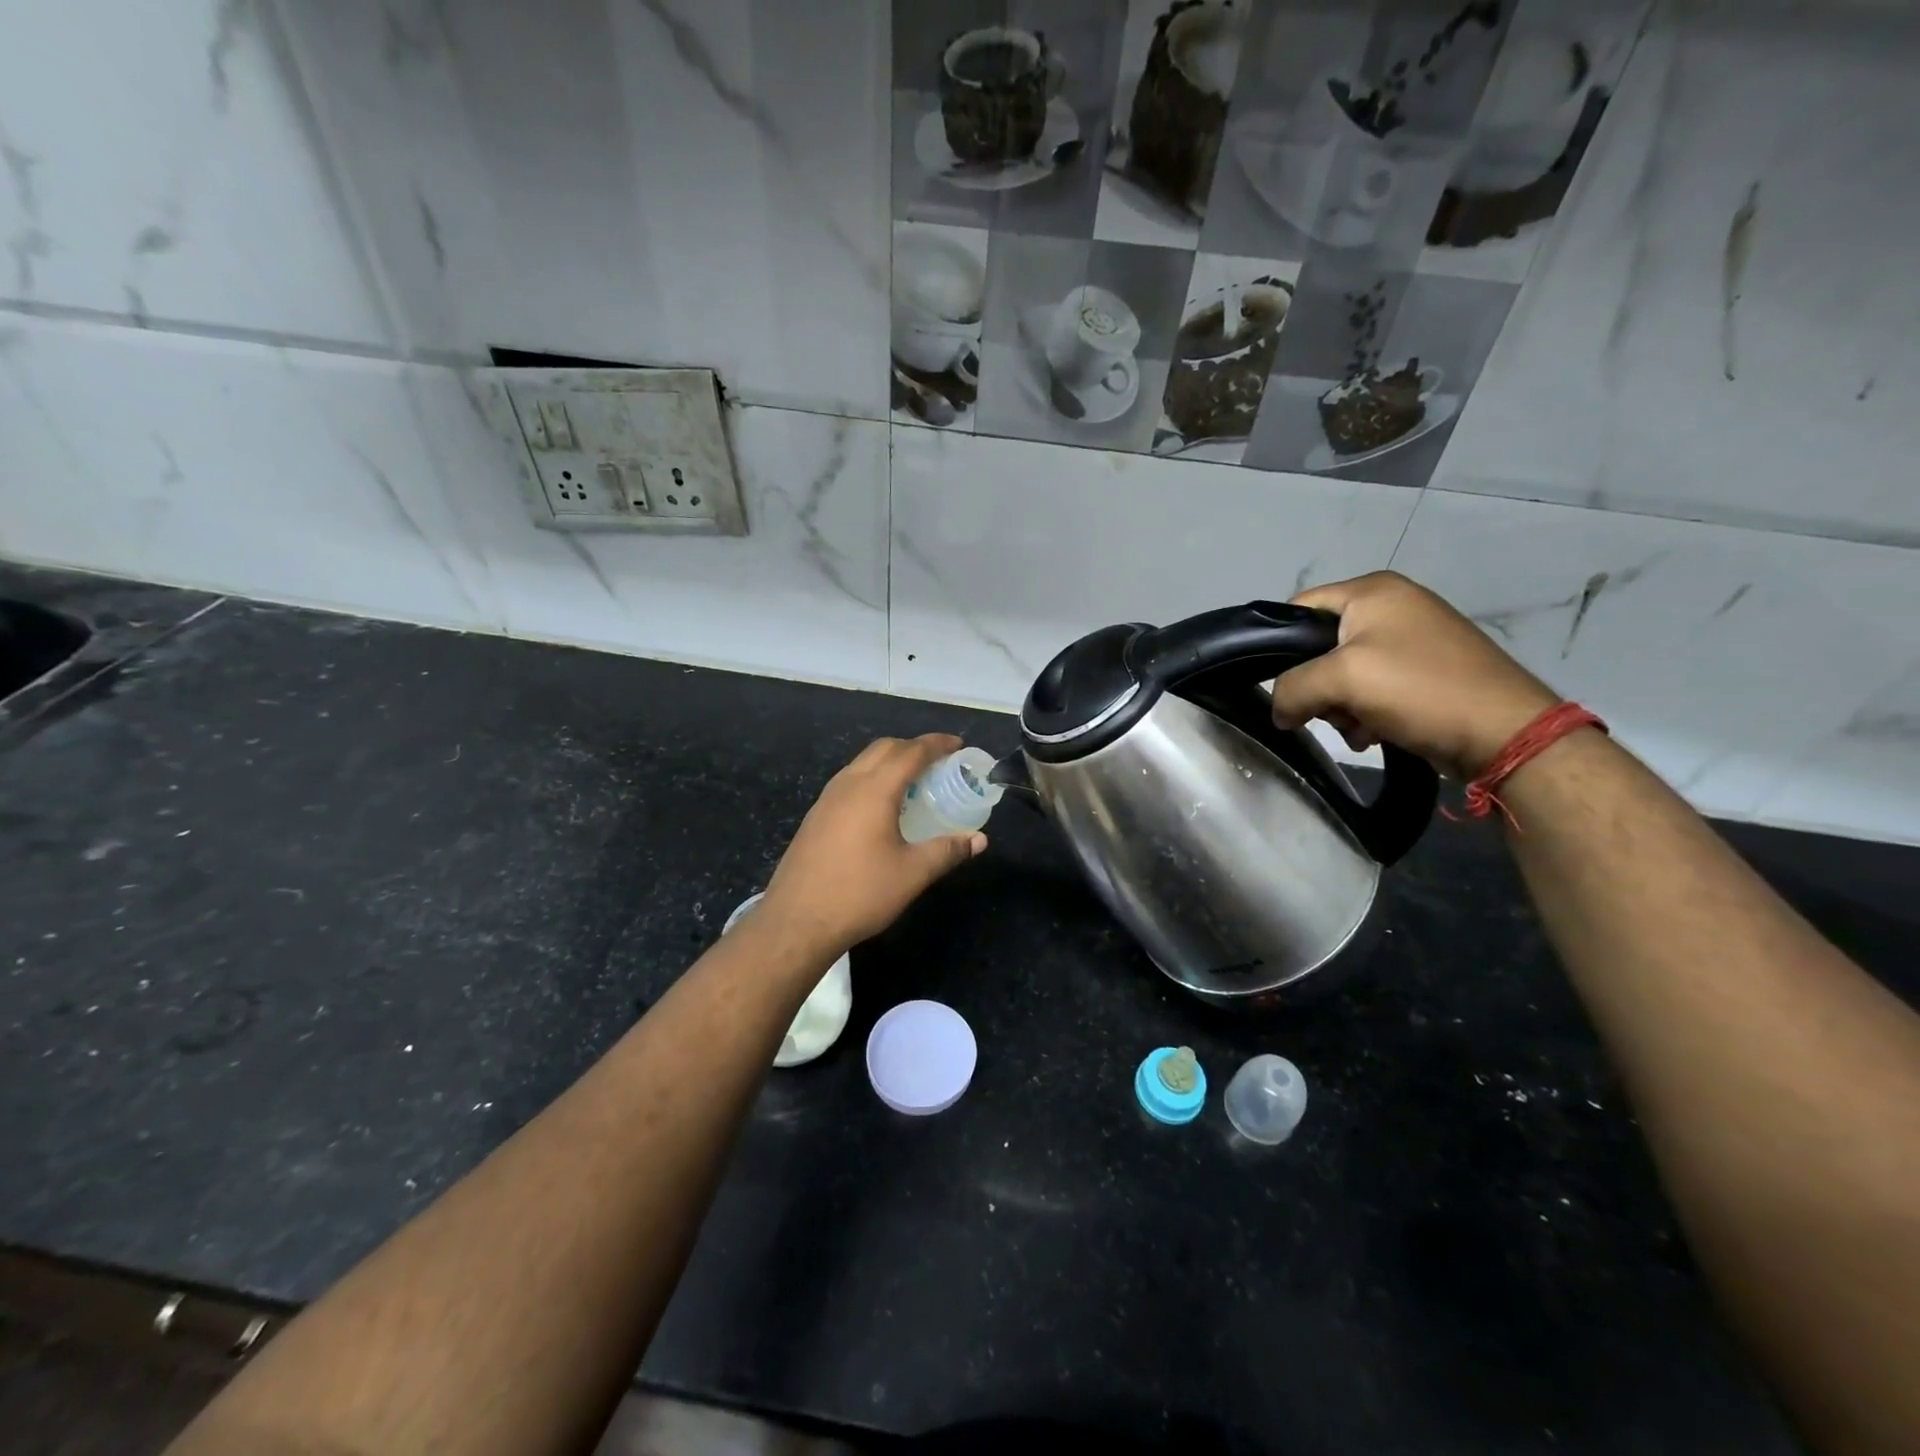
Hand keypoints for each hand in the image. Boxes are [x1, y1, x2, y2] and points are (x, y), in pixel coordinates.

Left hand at [757, 734, 986, 958]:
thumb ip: (948, 851)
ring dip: (890, 760)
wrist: (797, 922)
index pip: (910, 752)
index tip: (958, 744)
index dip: (937, 744)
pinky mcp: (815, 817)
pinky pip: (849, 781)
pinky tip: (882, 806)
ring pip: (862, 762)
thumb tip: (978, 840)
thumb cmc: (860, 893)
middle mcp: (848, 784)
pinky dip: (872, 778)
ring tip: (913, 781)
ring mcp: (826, 799)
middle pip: (883, 748)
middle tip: (939, 761)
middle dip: (913, 747)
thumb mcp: (912, 874)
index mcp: (874, 790)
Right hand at [1272, 571, 1559, 779]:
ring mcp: (1412, 640)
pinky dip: (1366, 713)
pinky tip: (1377, 733)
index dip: (1279, 647)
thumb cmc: (1419, 688)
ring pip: (1343, 674)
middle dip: (1317, 687)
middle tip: (1328, 712)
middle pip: (1319, 647)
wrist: (1504, 732)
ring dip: (1341, 707)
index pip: (1298, 609)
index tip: (1281, 685)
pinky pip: (1373, 689)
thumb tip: (1277, 711)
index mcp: (1372, 590)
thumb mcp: (1341, 679)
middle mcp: (1392, 606)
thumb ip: (1292, 688)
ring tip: (1359, 729)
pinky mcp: (1425, 672)